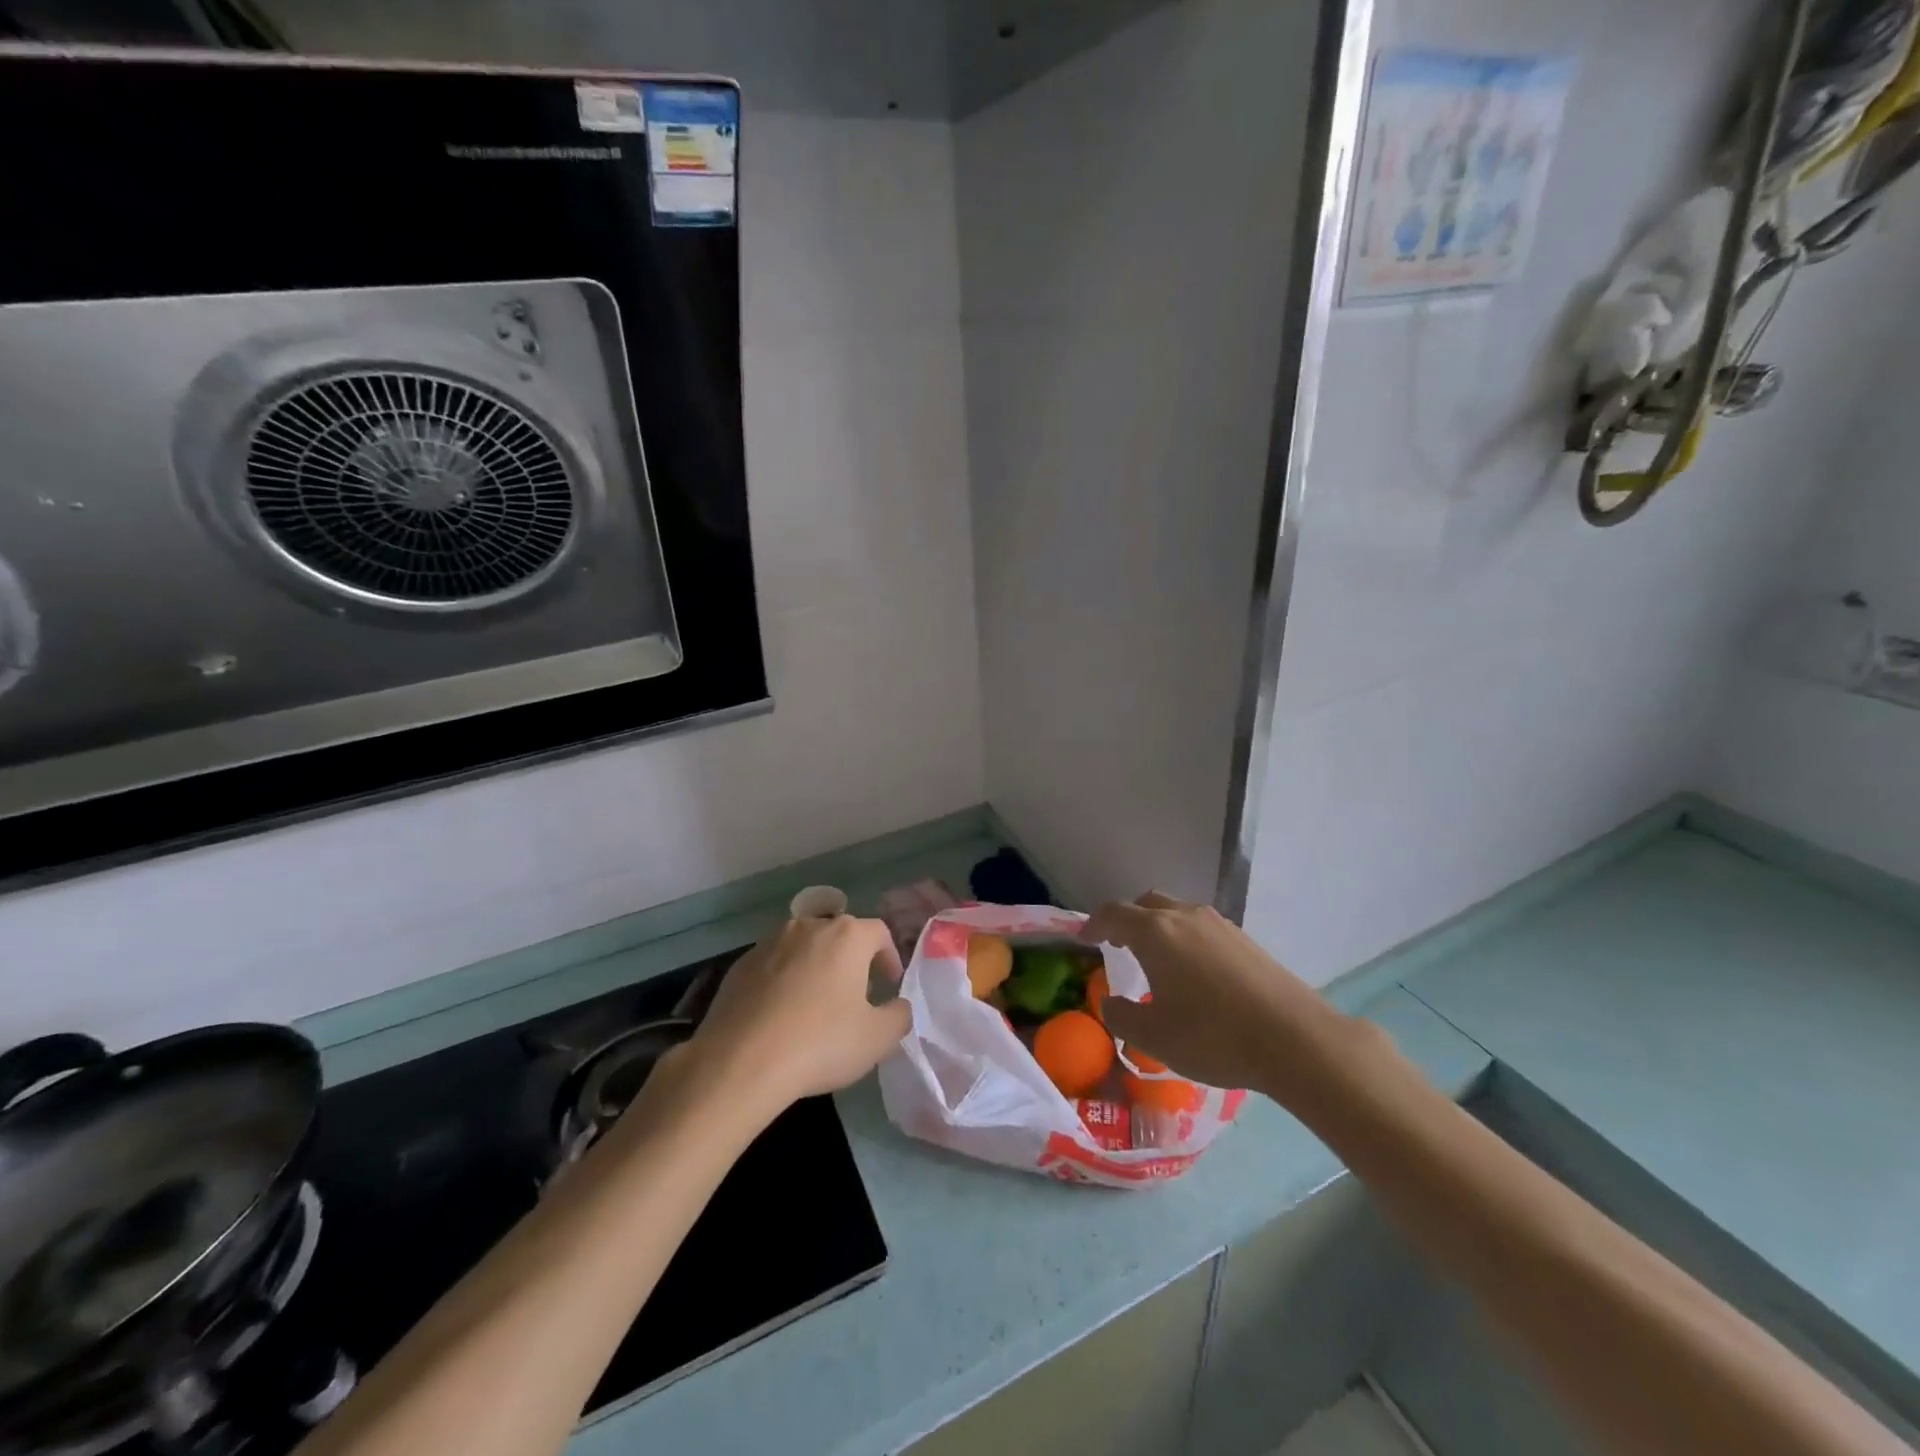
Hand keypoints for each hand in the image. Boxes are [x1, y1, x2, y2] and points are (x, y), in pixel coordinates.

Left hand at [684, 915, 911, 1116]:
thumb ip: (899, 1015)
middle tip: (855, 996)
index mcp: (847, 936)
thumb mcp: (878, 1038)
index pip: (879, 932)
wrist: (740, 1062)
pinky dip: (783, 981)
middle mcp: (809, 926)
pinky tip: (780, 1015)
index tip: (888, 985)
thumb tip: (898, 1005)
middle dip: (852, 960)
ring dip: (815, 967)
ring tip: (816, 1005)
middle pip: (839, 935)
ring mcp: (770, 942)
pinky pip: (773, 965)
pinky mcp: (740, 964)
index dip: (889, 957)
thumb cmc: (820, 1043)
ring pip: (804, 947)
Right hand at [1079, 892, 1362, 1102]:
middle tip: (1120, 946)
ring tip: (1158, 962)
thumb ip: (1121, 1016)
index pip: (1114, 914)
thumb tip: (1111, 1002)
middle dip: (1128, 920)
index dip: (1094, 924)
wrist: (1296, 1039)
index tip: (1084, 938)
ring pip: (1178, 913)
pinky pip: (1203, 928)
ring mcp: (1220, 925)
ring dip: (1160, 929)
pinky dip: (1187, 940)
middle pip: (1147, 904)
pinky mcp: (1246, 940)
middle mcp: (1185, 917)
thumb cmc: (1213, 1036)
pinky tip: (1196, 974)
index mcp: (1155, 933)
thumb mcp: (1153, 1037)